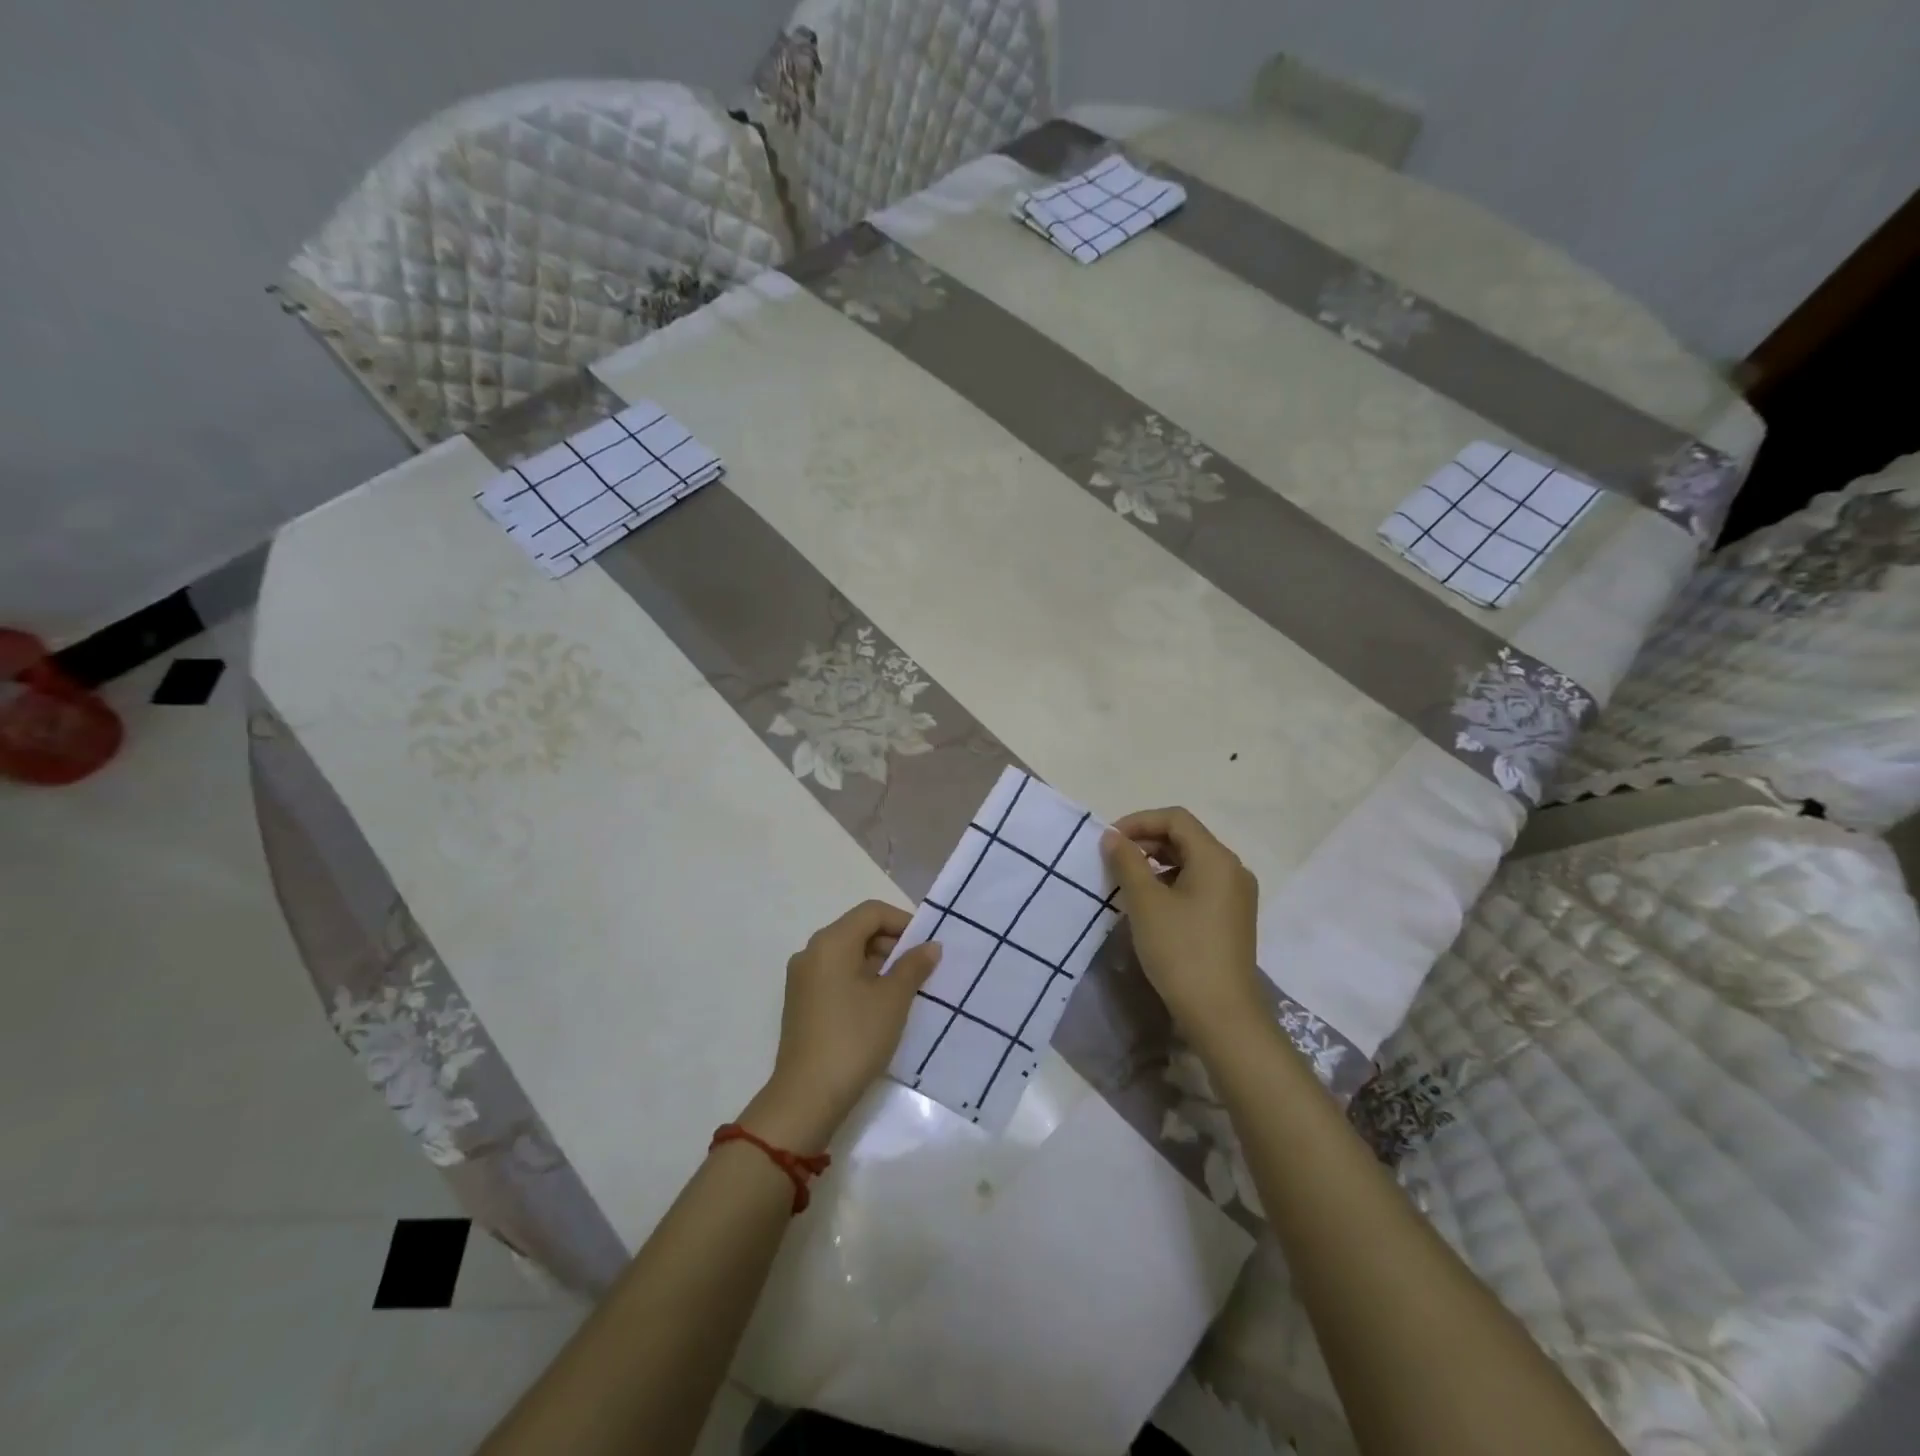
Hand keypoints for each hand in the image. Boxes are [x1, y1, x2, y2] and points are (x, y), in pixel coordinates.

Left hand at [746, 900, 942, 1148]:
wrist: (807, 1096)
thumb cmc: (854, 1038)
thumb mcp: (892, 999)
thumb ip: (913, 966)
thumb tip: (930, 946)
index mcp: (831, 942)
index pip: (871, 912)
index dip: (903, 921)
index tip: (927, 943)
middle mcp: (811, 952)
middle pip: (857, 930)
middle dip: (892, 943)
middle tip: (921, 967)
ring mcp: (802, 978)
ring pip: (847, 954)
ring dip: (878, 963)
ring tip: (906, 987)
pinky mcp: (801, 1002)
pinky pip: (836, 975)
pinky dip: (861, 979)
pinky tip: (881, 1004)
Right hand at [1102, 808, 1264, 1046]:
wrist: (1221, 1014)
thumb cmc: (1181, 951)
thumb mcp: (1146, 903)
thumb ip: (1127, 862)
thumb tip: (1112, 836)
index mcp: (1217, 858)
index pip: (1175, 819)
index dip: (1139, 821)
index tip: (1109, 840)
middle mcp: (1233, 869)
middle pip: (1186, 838)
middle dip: (1146, 842)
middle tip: (1113, 859)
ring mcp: (1236, 895)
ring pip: (1192, 862)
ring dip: (1157, 863)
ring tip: (1127, 882)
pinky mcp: (1232, 917)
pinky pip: (1199, 884)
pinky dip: (1172, 883)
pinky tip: (1150, 905)